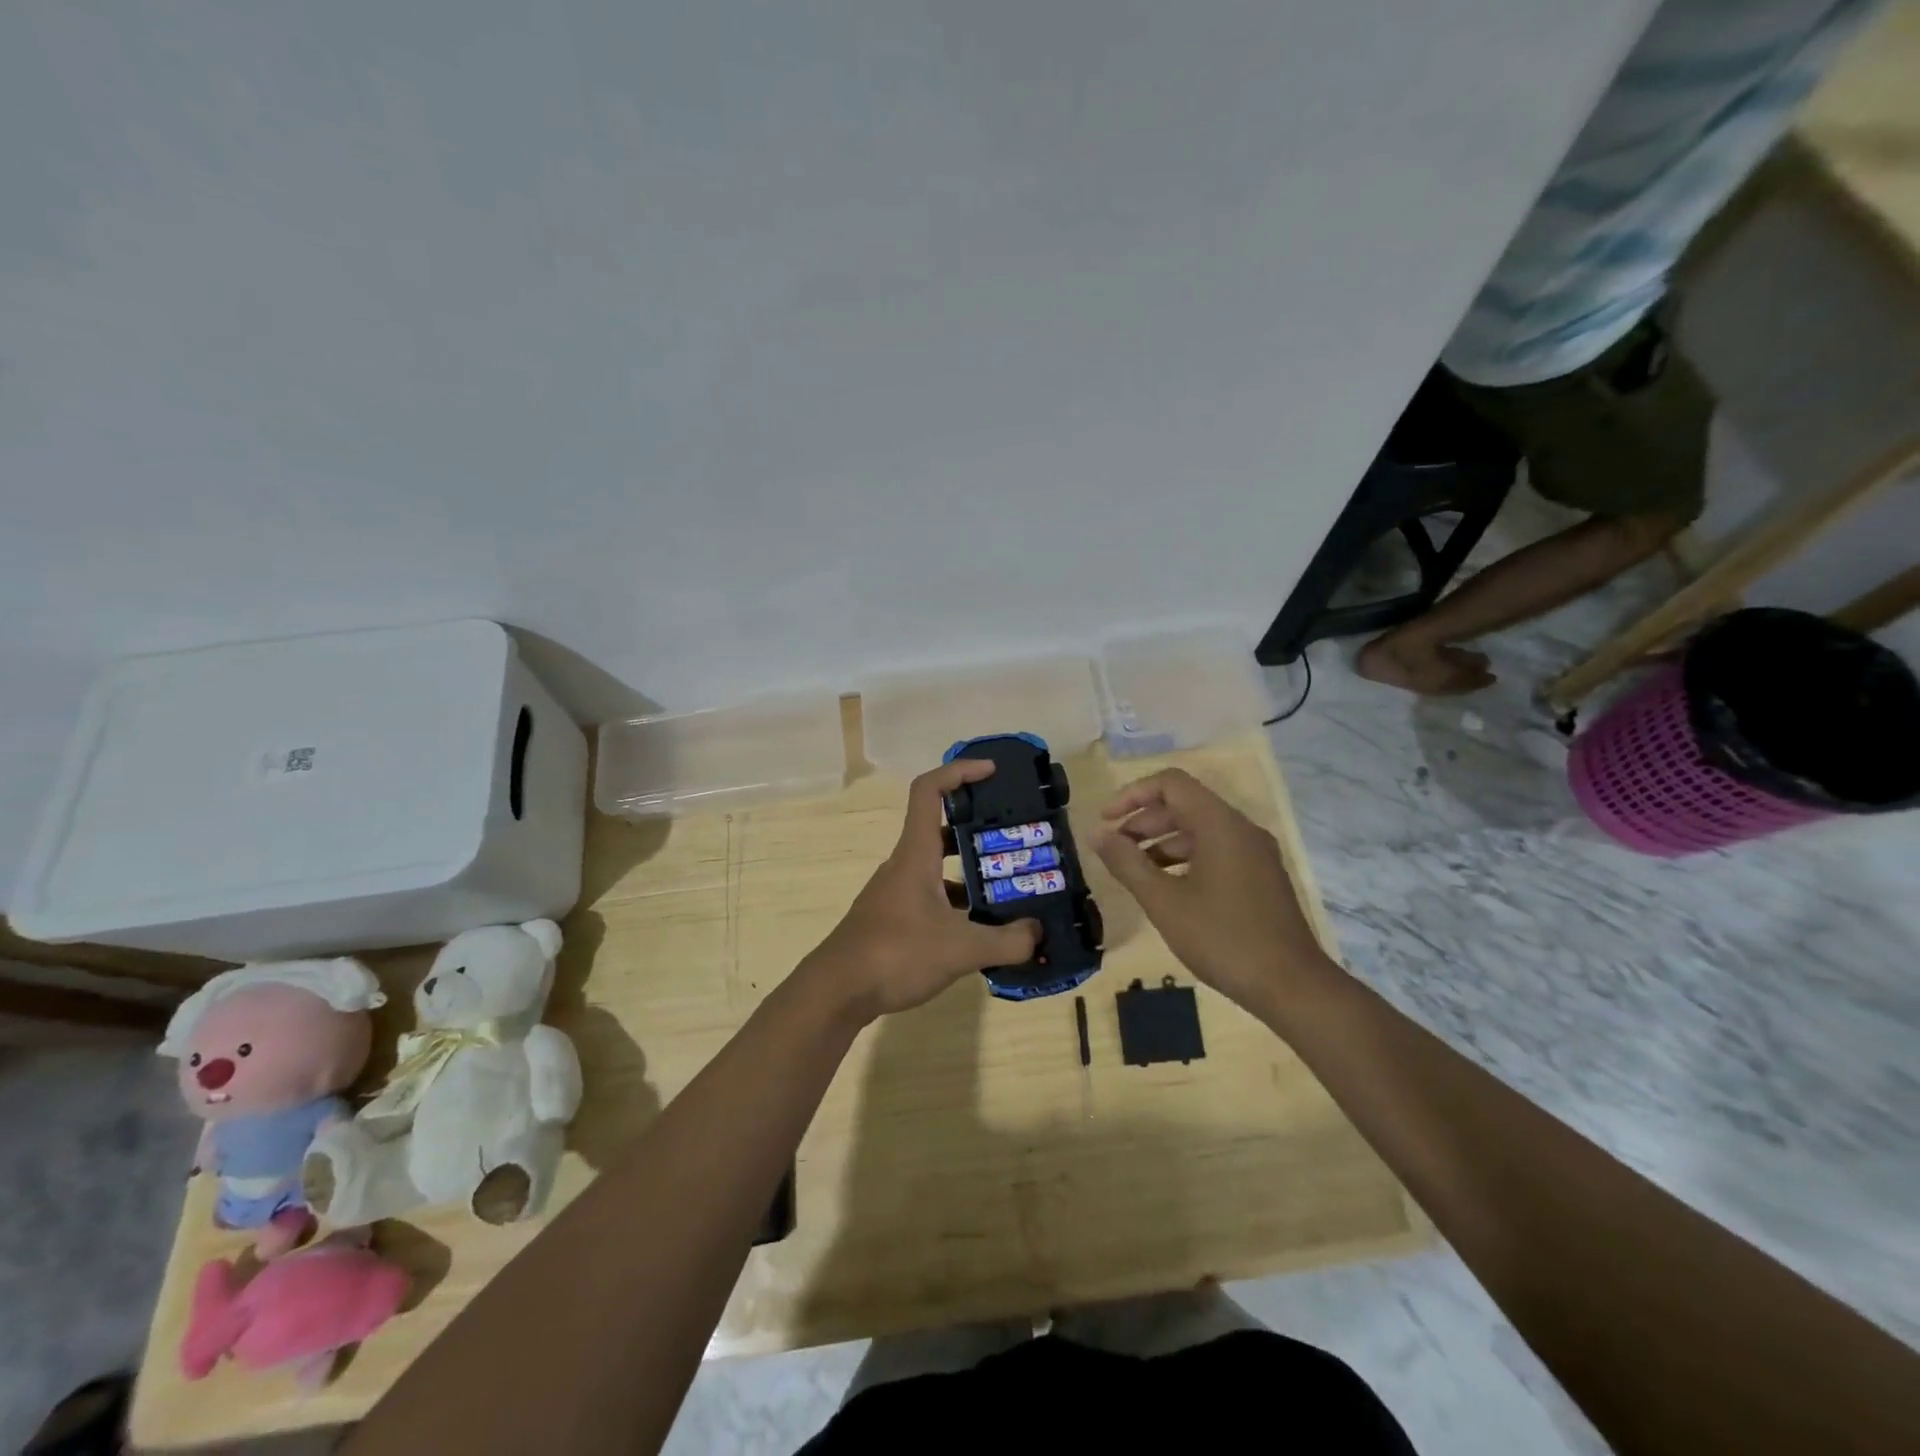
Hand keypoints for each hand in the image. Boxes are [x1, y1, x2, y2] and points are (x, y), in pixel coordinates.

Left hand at [806, 760, 1040, 1019]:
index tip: (991, 771)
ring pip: (937, 867)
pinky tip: (979, 929)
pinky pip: (931, 896)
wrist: (837, 991)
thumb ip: (1006, 941)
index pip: (929, 791)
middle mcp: (904, 865)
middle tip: (1013, 838)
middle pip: (940, 829)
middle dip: (977, 827)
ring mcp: (895, 892)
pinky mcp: (892, 918)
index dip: (959, 770)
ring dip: (969, 871)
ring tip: (1007, 887)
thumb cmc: (896, 954)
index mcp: (916, 854)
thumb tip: (1038, 933)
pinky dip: (956, 902)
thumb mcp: (960, 949)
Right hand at [1092, 767, 1329, 1010]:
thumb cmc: (1222, 939)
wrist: (1292, 987)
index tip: (1106, 822)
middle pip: (1184, 805)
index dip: (1132, 794)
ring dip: (1161, 842)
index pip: (1171, 783)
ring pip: (1199, 830)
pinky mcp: (1260, 877)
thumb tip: (1096, 833)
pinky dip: (1184, 859)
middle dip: (1143, 821)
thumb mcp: (1164, 901)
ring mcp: (1254, 853)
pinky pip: (1215, 851)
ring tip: (1134, 871)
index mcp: (1220, 825)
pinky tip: (1166, 889)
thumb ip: (1126, 863)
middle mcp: (1241, 829)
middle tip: (1113, 849)